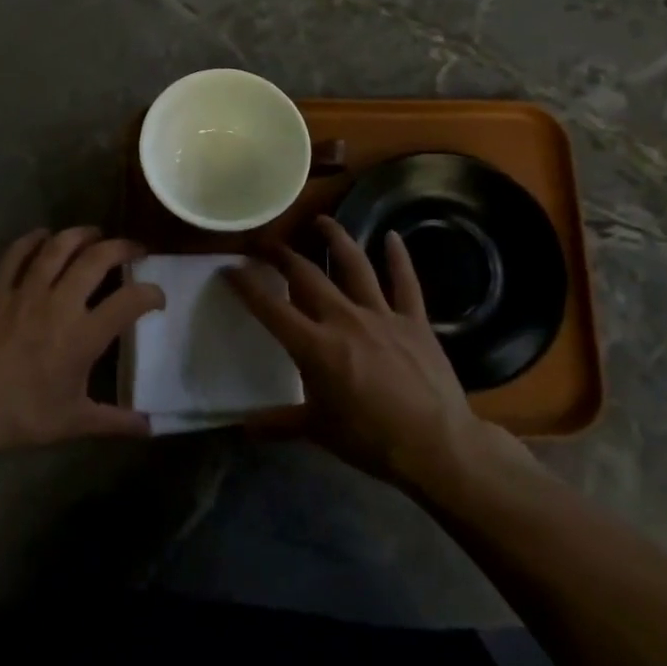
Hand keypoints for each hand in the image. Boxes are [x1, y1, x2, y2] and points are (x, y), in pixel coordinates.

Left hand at [0, 227, 161, 455]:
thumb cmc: (21, 415)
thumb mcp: (73, 422)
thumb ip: (114, 421)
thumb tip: (149, 427)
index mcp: (83, 335)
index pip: (130, 302)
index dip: (151, 294)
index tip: (157, 297)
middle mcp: (59, 304)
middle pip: (96, 260)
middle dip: (121, 248)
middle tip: (133, 249)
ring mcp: (25, 292)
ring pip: (58, 248)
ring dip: (81, 235)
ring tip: (95, 233)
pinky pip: (16, 255)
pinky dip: (32, 240)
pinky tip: (43, 236)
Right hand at [226, 216, 532, 489]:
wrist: (437, 445)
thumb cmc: (371, 440)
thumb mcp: (318, 431)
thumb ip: (279, 423)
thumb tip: (243, 427)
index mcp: (315, 346)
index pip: (271, 308)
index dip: (246, 285)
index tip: (229, 268)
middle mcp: (343, 319)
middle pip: (307, 275)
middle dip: (282, 255)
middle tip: (266, 243)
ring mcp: (381, 315)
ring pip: (354, 265)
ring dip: (335, 239)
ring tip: (321, 220)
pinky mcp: (414, 321)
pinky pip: (405, 282)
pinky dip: (399, 258)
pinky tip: (392, 236)